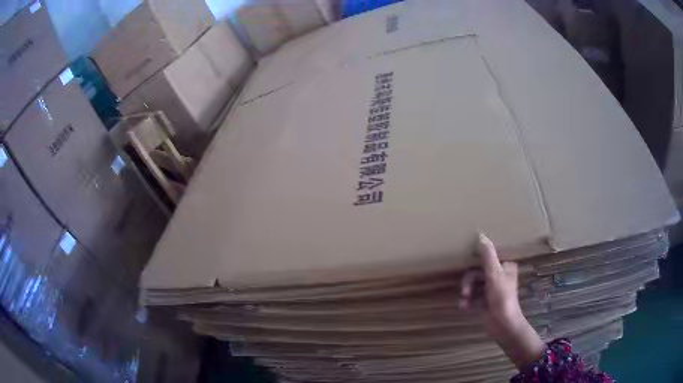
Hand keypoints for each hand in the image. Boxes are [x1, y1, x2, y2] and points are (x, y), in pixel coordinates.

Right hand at [460, 233, 545, 368]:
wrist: (503, 325)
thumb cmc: (501, 298)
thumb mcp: (494, 274)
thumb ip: (488, 255)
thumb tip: (480, 235)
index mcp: (506, 266)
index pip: (489, 257)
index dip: (477, 259)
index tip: (466, 263)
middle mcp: (500, 275)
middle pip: (478, 271)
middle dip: (469, 282)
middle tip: (464, 291)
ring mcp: (492, 289)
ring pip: (474, 284)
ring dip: (467, 292)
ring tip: (463, 301)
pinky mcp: (486, 301)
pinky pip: (473, 295)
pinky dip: (468, 300)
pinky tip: (465, 307)